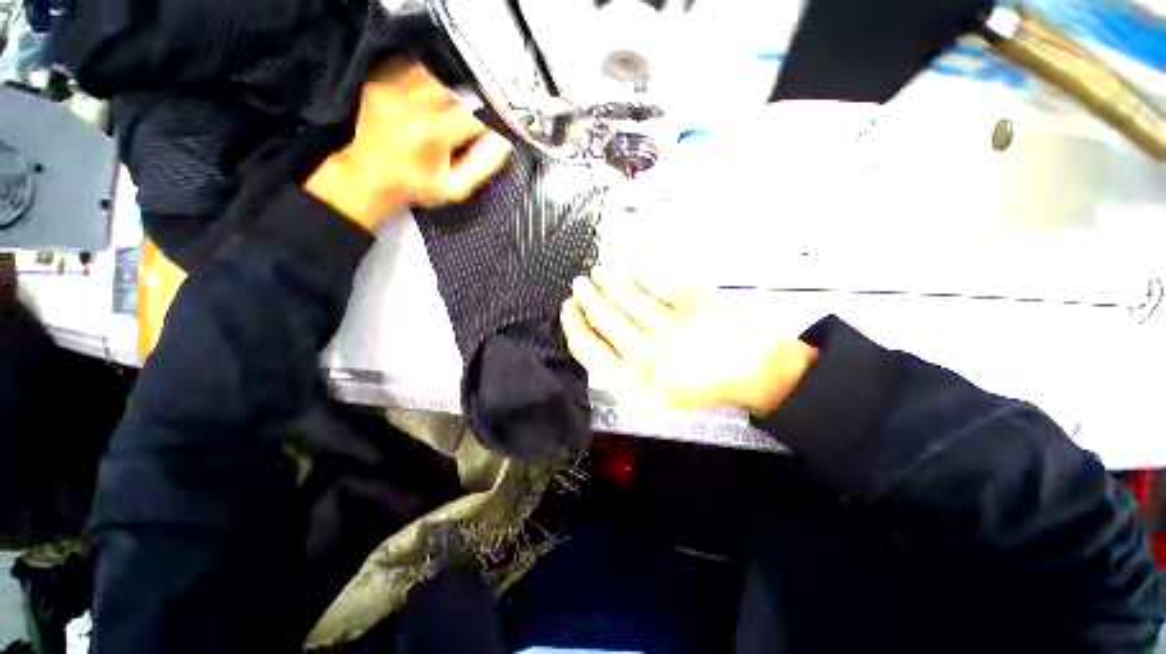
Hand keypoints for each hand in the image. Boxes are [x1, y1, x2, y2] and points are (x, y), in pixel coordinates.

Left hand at [305, 58, 511, 229]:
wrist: (369, 177)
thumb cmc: (416, 187)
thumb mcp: (456, 188)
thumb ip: (483, 164)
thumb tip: (504, 139)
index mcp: (433, 134)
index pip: (476, 112)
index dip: (492, 117)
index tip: (498, 123)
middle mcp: (411, 105)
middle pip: (458, 87)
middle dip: (472, 101)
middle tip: (473, 118)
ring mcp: (392, 90)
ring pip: (438, 73)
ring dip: (452, 89)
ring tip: (452, 109)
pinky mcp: (380, 82)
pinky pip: (415, 69)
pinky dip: (429, 81)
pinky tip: (430, 101)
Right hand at [561, 268, 818, 414]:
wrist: (754, 372)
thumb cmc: (699, 386)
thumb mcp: (653, 398)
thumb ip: (620, 377)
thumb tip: (593, 339)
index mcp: (635, 381)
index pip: (588, 349)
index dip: (573, 325)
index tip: (568, 307)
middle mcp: (649, 353)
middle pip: (604, 317)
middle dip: (586, 296)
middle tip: (580, 283)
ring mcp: (673, 325)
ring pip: (627, 295)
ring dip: (608, 280)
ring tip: (599, 272)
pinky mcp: (696, 302)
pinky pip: (660, 281)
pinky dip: (643, 272)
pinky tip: (634, 268)